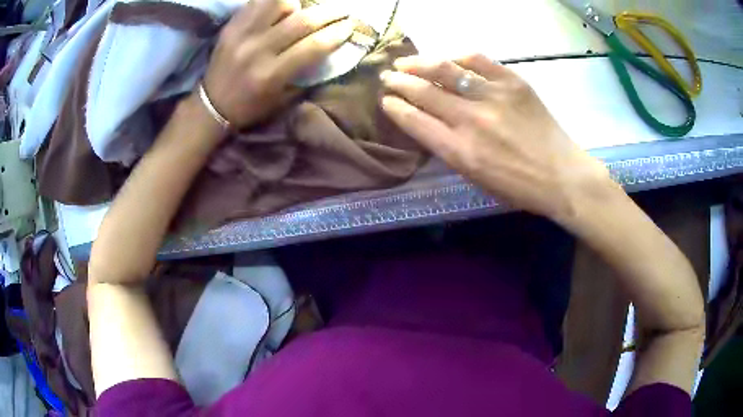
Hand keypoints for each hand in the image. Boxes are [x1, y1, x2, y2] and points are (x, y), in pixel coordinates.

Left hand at [202, 0, 353, 128]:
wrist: (211, 105)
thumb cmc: (250, 106)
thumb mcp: (281, 99)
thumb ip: (305, 73)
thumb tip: (329, 48)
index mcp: (271, 75)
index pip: (313, 46)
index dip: (337, 33)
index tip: (350, 26)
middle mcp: (257, 50)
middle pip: (302, 21)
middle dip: (330, 12)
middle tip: (342, 10)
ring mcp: (241, 34)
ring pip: (278, 2)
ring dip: (297, 2)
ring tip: (303, 7)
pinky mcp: (231, 26)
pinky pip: (257, 1)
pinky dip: (275, 1)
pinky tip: (284, 6)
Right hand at [380, 54, 616, 221]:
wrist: (562, 176)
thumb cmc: (519, 187)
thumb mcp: (477, 179)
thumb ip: (450, 150)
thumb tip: (431, 122)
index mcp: (460, 152)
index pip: (415, 121)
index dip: (395, 108)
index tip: (386, 101)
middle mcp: (472, 120)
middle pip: (424, 92)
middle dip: (399, 82)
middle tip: (387, 76)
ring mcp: (494, 97)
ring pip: (446, 70)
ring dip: (419, 64)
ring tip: (406, 62)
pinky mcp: (514, 83)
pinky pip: (479, 60)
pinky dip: (459, 58)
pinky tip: (451, 60)